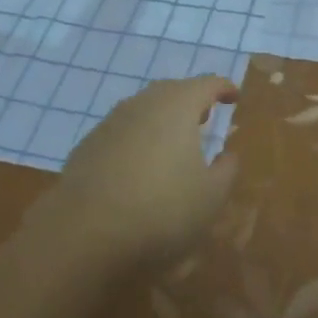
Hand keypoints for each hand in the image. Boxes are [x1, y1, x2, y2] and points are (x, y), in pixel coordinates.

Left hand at [32, 75, 240, 280]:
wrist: (84, 233)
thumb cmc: (161, 210)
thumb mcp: (211, 198)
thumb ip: (226, 170)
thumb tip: (227, 154)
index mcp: (178, 106)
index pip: (207, 84)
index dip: (223, 88)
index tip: (234, 96)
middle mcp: (144, 103)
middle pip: (172, 91)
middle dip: (191, 101)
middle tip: (205, 117)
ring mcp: (111, 122)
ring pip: (144, 110)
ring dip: (162, 121)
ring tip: (173, 143)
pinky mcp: (89, 145)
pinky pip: (123, 133)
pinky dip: (137, 141)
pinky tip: (139, 168)